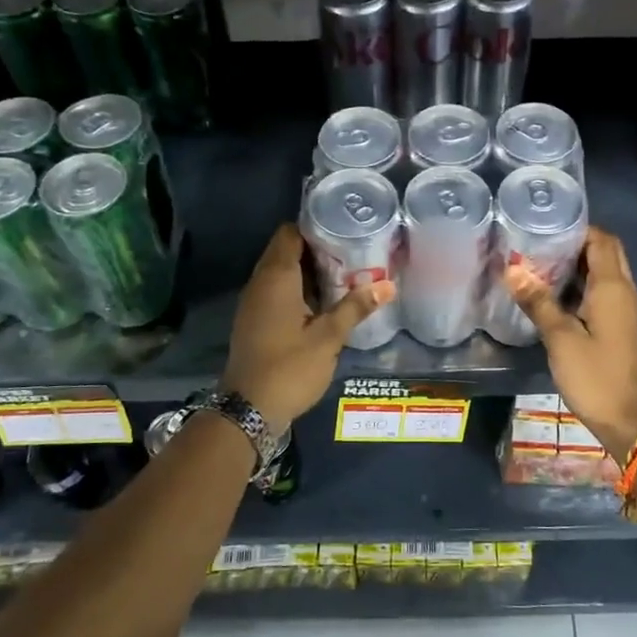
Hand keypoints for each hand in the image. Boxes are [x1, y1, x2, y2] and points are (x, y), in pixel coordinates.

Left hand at [221, 223, 394, 430]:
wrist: (248, 410)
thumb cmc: (289, 368)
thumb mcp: (328, 338)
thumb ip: (356, 308)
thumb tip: (388, 285)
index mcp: (276, 278)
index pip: (290, 233)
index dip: (315, 227)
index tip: (344, 228)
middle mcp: (260, 283)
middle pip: (286, 250)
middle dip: (316, 248)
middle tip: (352, 250)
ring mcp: (254, 303)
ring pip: (281, 272)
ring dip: (308, 270)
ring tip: (344, 272)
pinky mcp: (255, 320)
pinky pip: (277, 291)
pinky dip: (298, 289)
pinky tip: (323, 301)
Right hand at [506, 227, 636, 461]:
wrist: (628, 419)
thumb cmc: (595, 375)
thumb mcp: (560, 338)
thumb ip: (538, 302)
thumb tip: (512, 270)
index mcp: (612, 287)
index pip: (602, 239)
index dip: (577, 227)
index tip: (546, 225)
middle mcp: (623, 291)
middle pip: (605, 252)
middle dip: (576, 242)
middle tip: (540, 242)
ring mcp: (623, 309)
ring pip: (603, 272)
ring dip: (577, 264)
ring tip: (539, 262)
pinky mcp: (618, 326)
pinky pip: (601, 292)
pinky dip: (580, 284)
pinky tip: (552, 293)